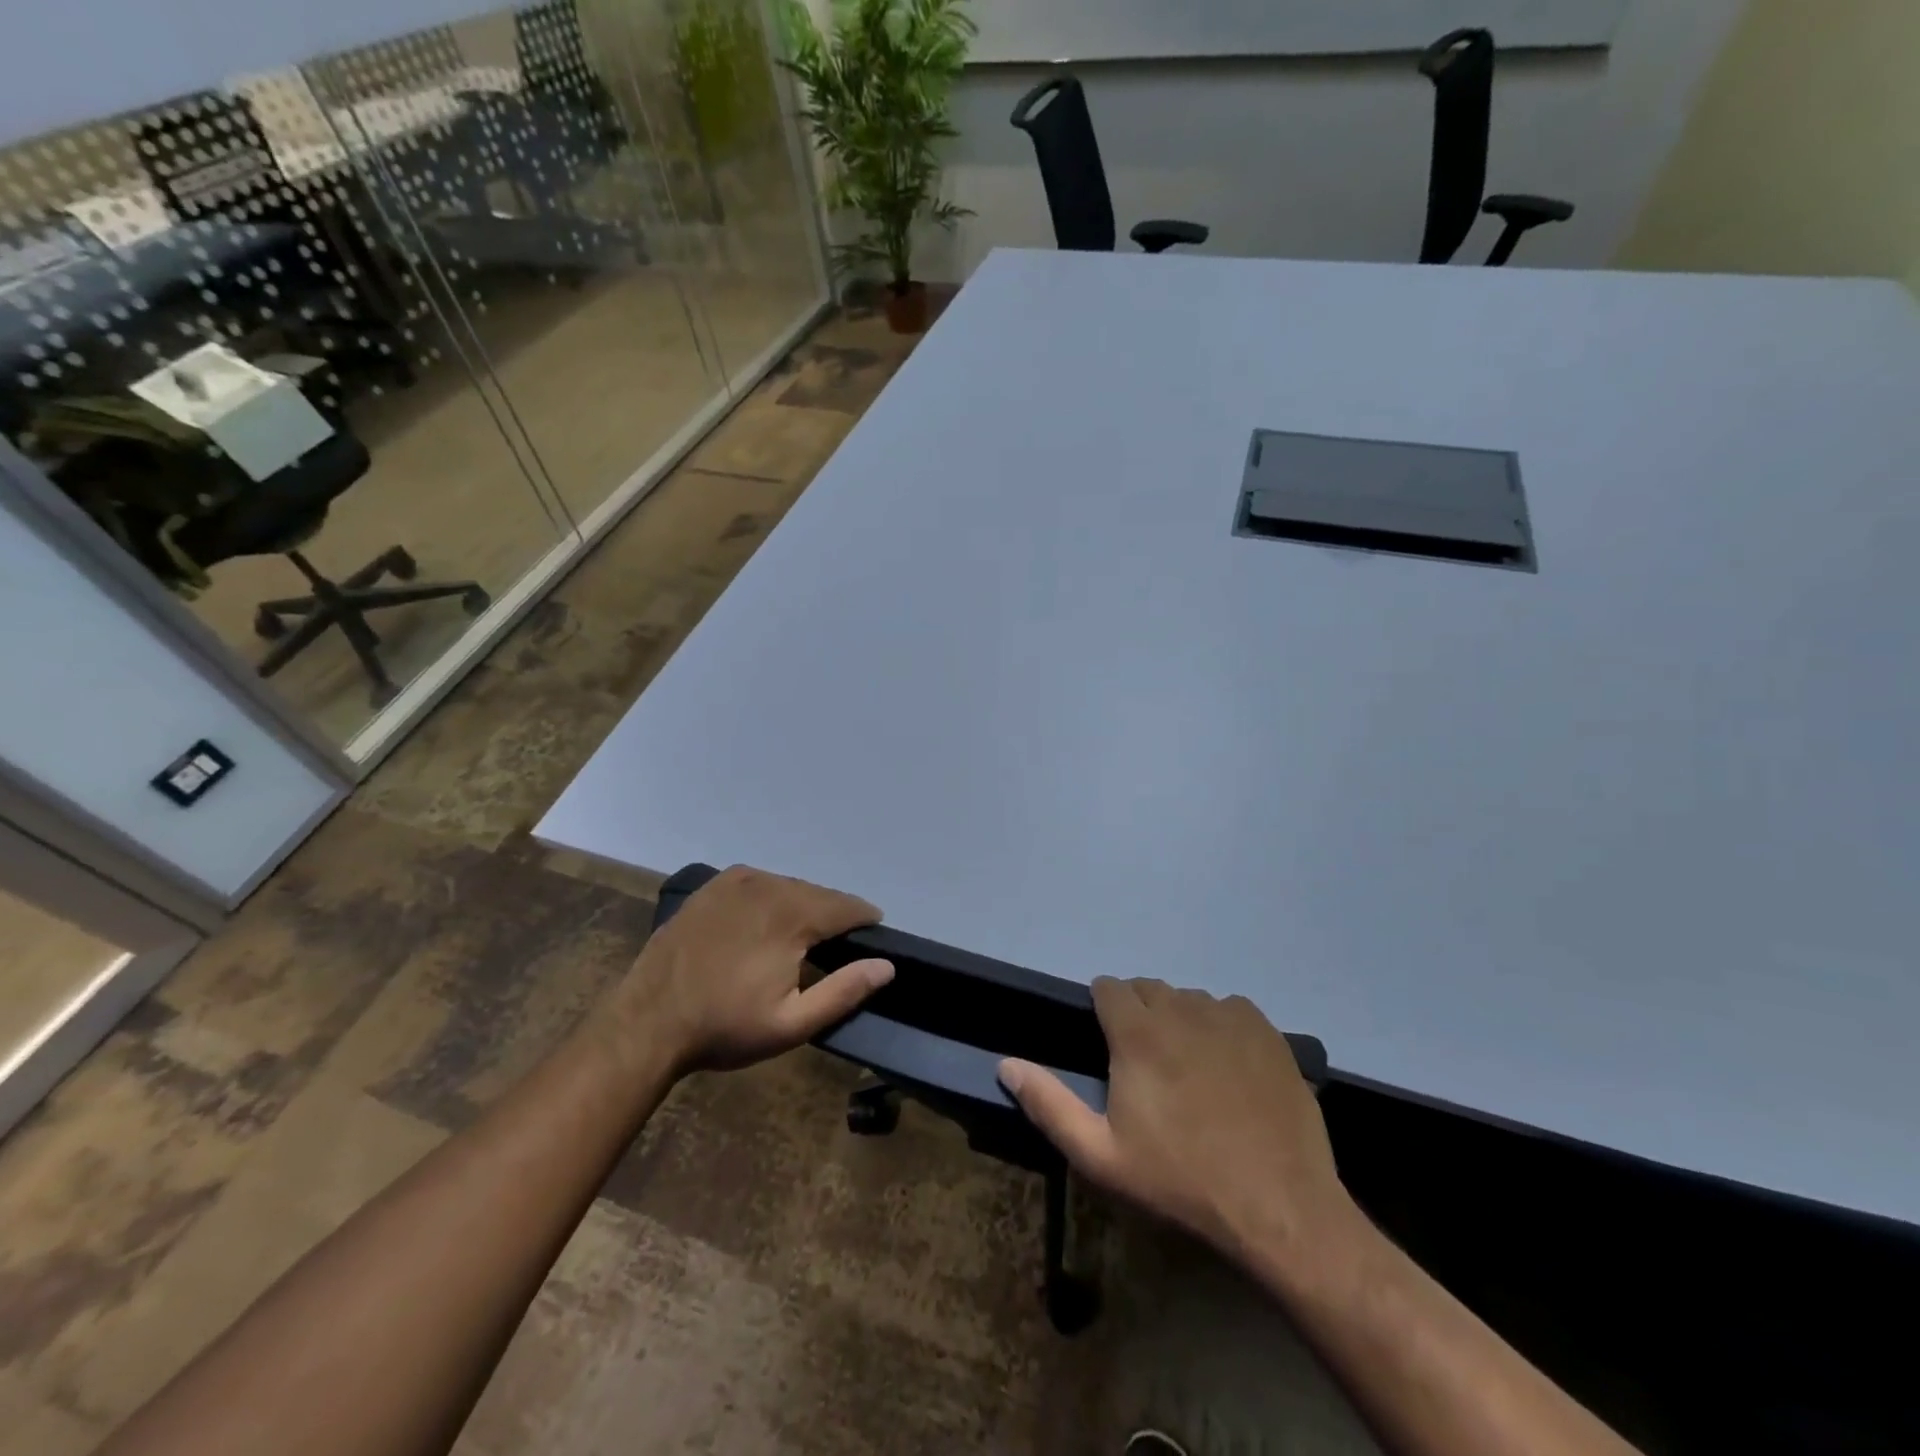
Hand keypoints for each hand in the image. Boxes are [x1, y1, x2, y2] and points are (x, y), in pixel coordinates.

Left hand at [613, 865, 892, 1075]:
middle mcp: (769, 885)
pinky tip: (767, 922)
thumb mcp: (791, 1023)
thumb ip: (844, 991)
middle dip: (833, 916)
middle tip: (837, 945)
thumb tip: (887, 965)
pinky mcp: (713, 886)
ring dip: (803, 906)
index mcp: (792, 914)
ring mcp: (737, 881)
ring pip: (789, 886)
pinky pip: (760, 883)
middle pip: (819, 894)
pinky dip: (773, 898)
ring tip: (804, 936)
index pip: (847, 906)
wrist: (647, 1022)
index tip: (873, 935)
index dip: (865, 919)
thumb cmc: (725, 1027)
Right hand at [999, 978, 1354, 1267]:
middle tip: (1145, 1064)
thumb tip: (1006, 1064)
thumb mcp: (1101, 1156)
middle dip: (1138, 1013)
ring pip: (1189, 998)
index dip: (1102, 1009)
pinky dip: (1220, 1026)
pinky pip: (1230, 1010)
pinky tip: (1228, 1068)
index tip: (1108, 1045)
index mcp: (1138, 1032)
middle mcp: (1182, 1009)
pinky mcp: (1267, 1032)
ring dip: (1179, 1019)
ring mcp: (1230, 1017)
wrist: (1280, 1208)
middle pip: (1147, 988)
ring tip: (1188, 1068)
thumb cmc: (1180, 1181)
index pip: (1108, 986)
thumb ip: (1049, 1104)